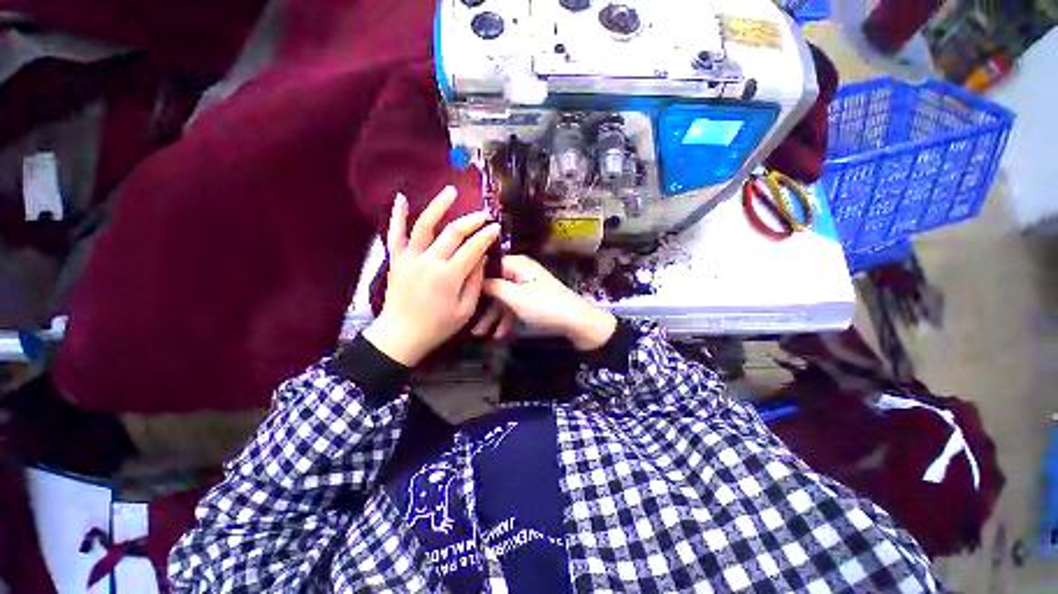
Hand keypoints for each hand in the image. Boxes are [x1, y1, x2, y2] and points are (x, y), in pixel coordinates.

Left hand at [363, 186, 499, 365]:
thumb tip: (481, 257)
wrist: (401, 335)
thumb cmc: (438, 326)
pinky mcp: (396, 259)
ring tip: (451, 191)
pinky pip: (395, 233)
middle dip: (472, 220)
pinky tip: (401, 197)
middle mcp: (429, 261)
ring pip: (425, 225)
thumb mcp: (465, 310)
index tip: (496, 227)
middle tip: (484, 214)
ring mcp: (410, 258)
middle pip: (453, 232)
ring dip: (439, 205)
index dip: (486, 235)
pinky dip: (397, 215)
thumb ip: (475, 282)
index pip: (473, 248)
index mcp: (449, 276)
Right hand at [476, 255, 616, 350]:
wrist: (577, 323)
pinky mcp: (533, 301)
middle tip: (469, 323)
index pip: (490, 266)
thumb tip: (476, 279)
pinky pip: (515, 307)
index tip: (459, 293)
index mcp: (518, 265)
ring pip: (504, 299)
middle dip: (483, 306)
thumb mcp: (516, 297)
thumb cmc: (545, 306)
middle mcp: (521, 273)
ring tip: (479, 334)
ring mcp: (528, 288)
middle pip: (496, 286)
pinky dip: (507, 320)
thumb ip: (494, 287)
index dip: (475, 280)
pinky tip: (499, 335)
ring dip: (493, 316)